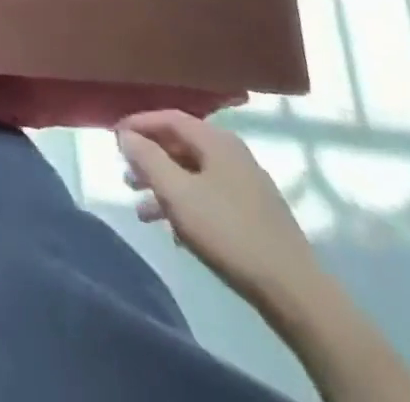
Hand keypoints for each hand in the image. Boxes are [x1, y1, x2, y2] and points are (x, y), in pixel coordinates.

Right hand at [117, 110, 319, 311]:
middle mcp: (233, 153)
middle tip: (125, 176)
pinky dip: (187, 205)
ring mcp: (247, 185)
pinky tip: (175, 232)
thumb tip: (126, 135)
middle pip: (181, 145)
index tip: (113, 139)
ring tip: (142, 210)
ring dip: (165, 186)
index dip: (138, 124)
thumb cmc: (228, 232)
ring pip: (194, 174)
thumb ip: (146, 158)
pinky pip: (210, 197)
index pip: (168, 117)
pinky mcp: (256, 214)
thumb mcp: (176, 193)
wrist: (295, 293)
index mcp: (216, 140)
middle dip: (150, 159)